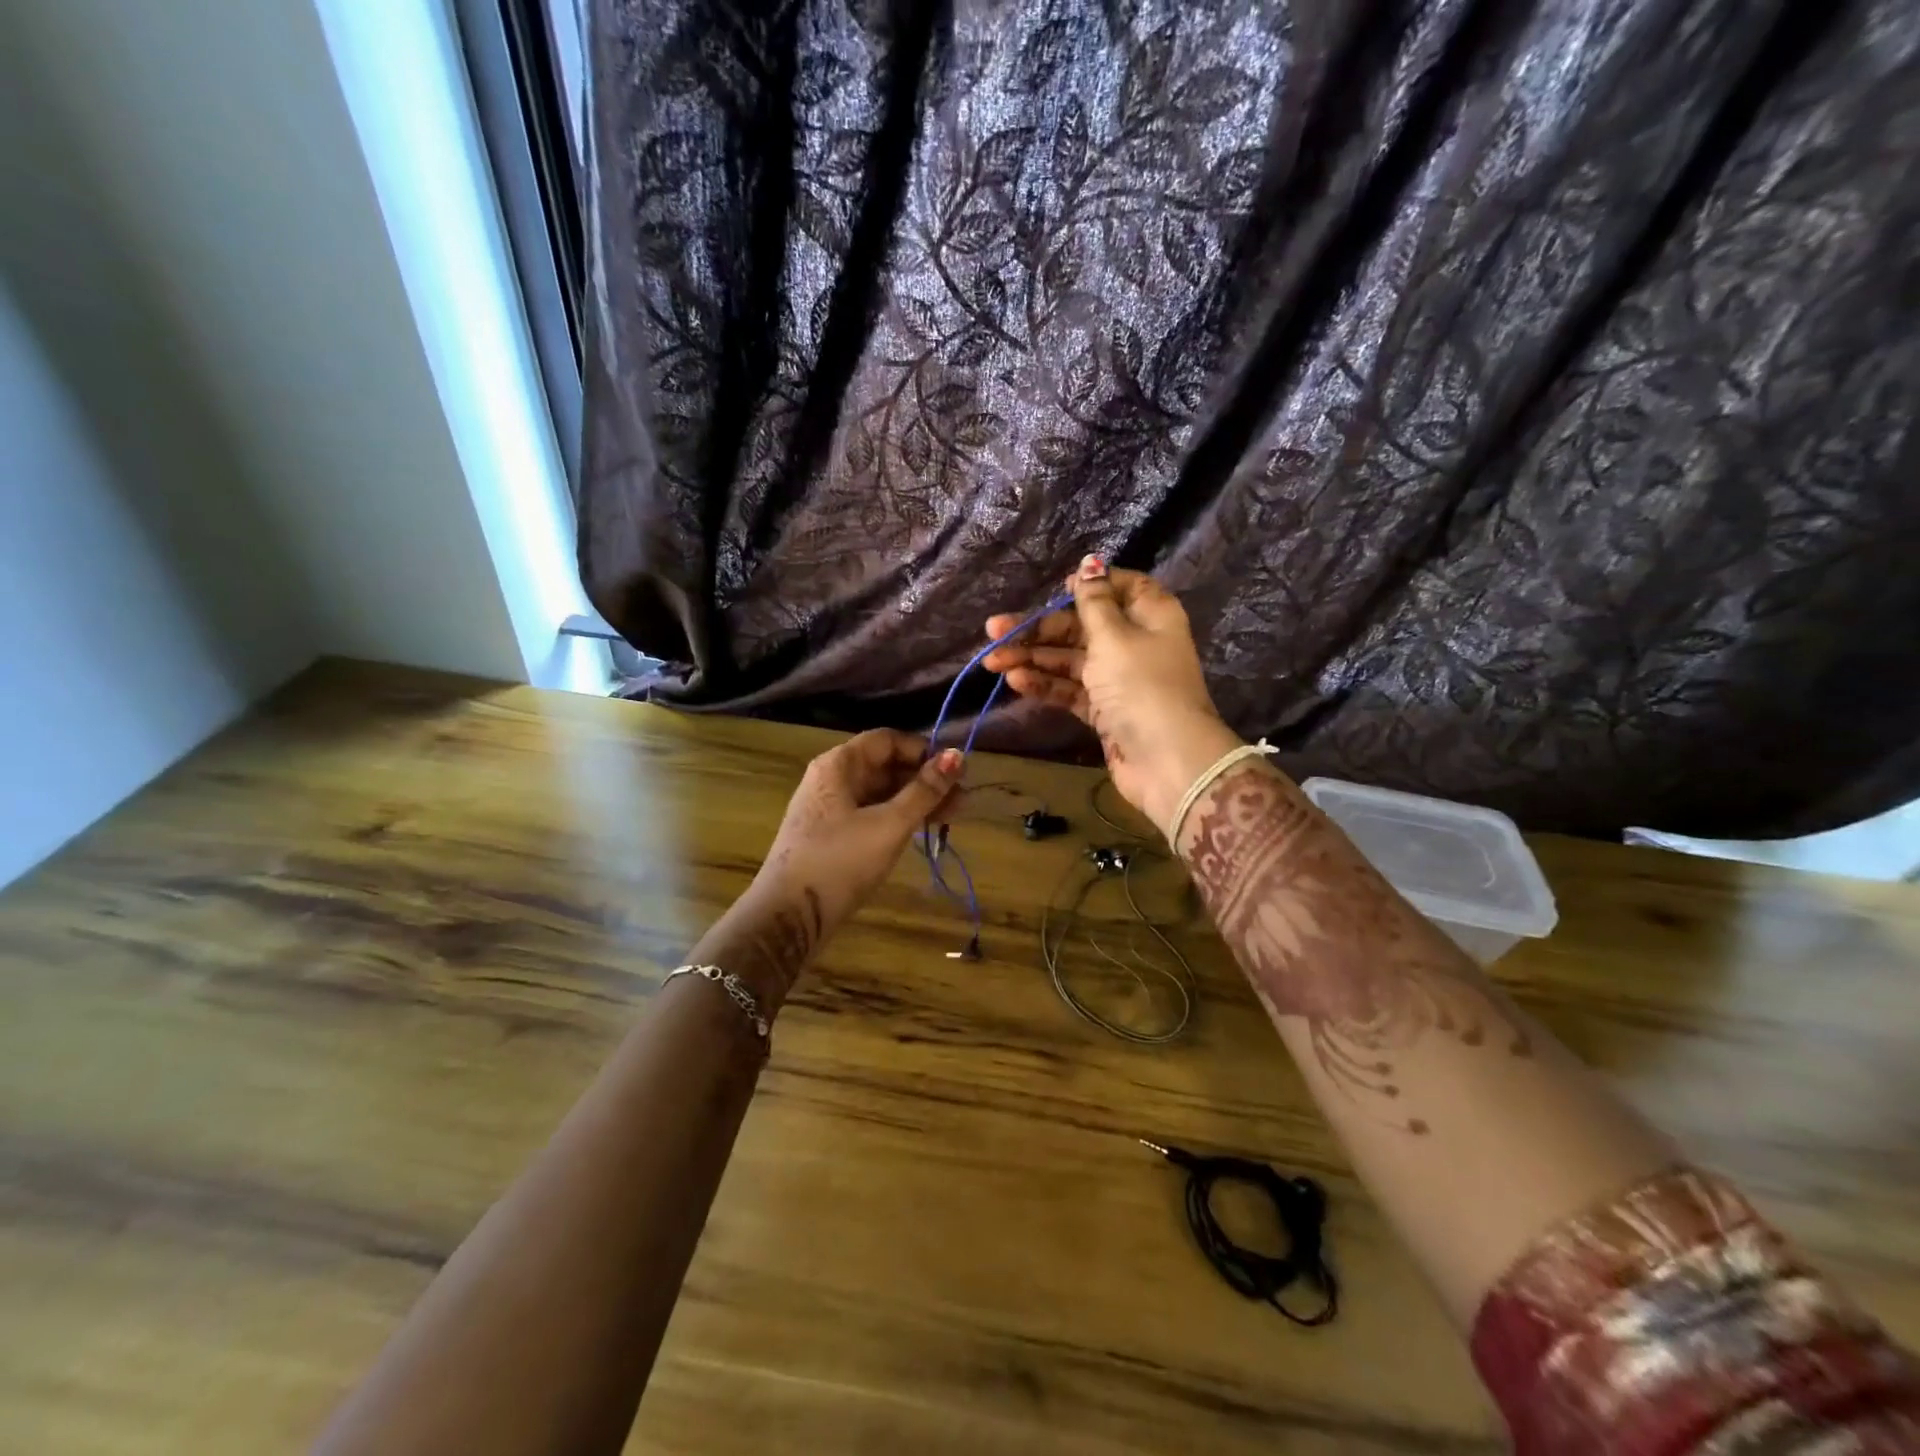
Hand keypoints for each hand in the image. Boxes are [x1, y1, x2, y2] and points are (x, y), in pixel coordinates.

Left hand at [758, 730, 964, 930]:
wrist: (789, 917)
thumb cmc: (840, 861)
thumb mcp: (889, 825)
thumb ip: (924, 791)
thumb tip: (957, 755)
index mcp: (839, 765)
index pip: (888, 740)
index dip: (923, 750)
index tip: (955, 772)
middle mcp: (832, 779)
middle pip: (885, 765)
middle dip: (925, 779)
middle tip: (962, 800)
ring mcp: (830, 809)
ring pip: (881, 792)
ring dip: (916, 800)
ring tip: (952, 817)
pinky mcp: (832, 835)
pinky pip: (871, 814)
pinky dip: (898, 818)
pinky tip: (922, 831)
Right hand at [983, 557, 1241, 832]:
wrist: (1166, 761)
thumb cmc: (1141, 687)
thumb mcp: (1114, 636)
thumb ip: (1093, 602)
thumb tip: (1089, 563)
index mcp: (1149, 614)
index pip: (1118, 587)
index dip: (1088, 586)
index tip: (1056, 590)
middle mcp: (1135, 642)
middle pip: (1081, 626)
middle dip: (1038, 630)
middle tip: (993, 633)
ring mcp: (1118, 679)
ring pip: (1070, 660)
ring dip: (1033, 659)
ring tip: (993, 662)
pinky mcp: (1104, 710)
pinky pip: (1070, 689)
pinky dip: (1045, 685)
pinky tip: (1017, 682)